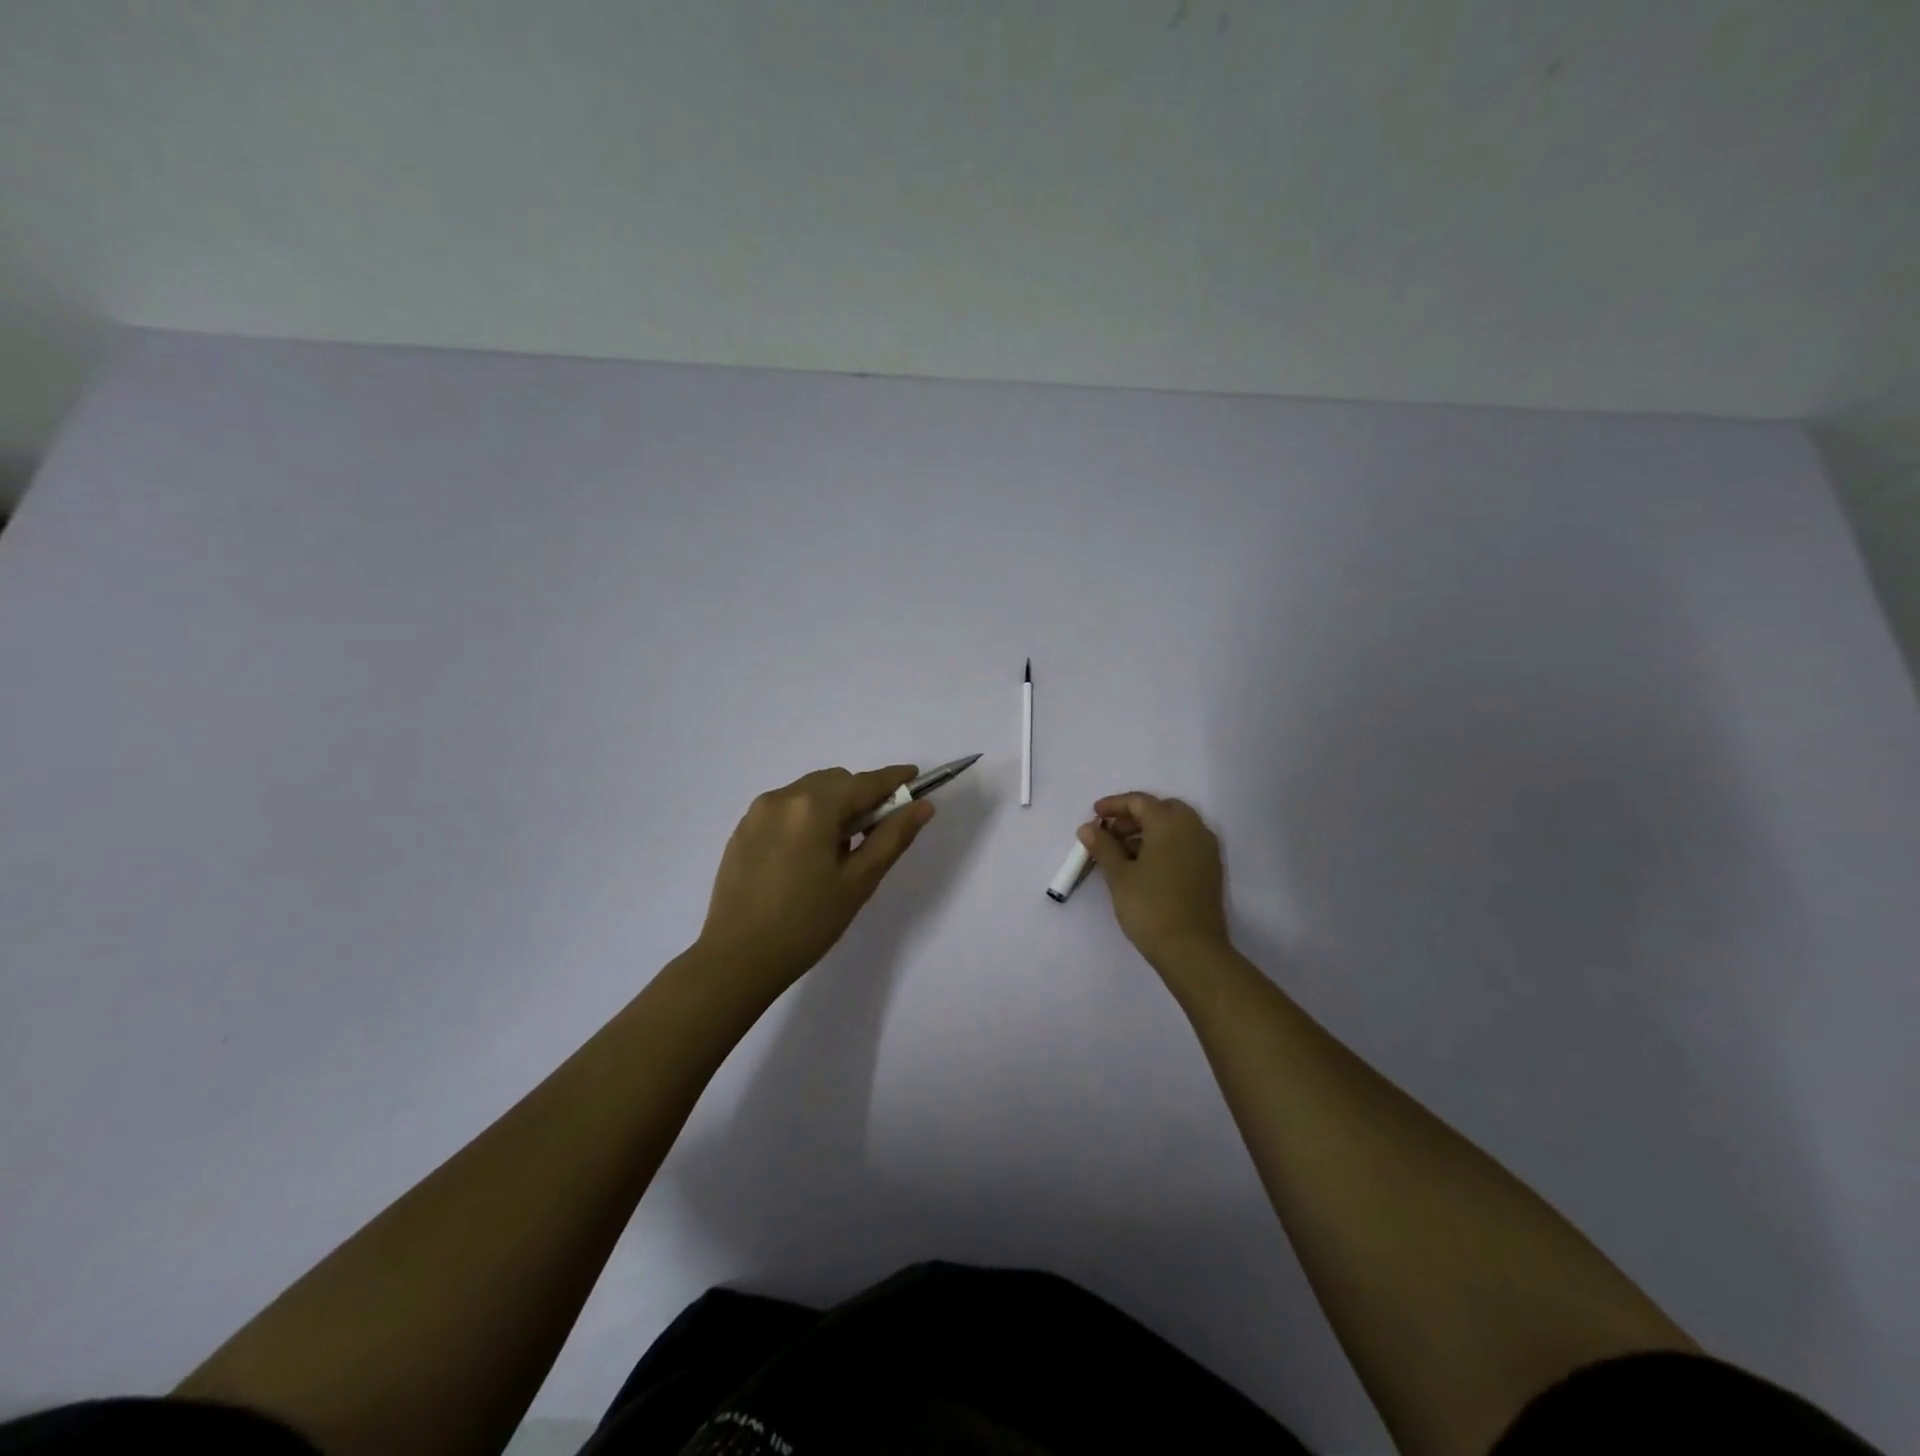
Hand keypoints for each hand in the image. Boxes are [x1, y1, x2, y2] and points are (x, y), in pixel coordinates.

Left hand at [699, 765, 933, 991]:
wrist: (737, 959)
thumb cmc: (807, 923)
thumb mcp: (858, 882)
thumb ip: (892, 837)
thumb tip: (922, 806)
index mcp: (814, 807)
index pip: (865, 782)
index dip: (894, 779)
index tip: (915, 776)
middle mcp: (783, 797)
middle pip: (835, 781)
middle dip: (861, 796)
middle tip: (875, 832)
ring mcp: (757, 812)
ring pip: (809, 791)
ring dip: (832, 805)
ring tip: (838, 849)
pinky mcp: (742, 830)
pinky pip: (785, 808)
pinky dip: (806, 816)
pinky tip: (807, 855)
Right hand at [1080, 792, 1230, 973]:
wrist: (1192, 950)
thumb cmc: (1150, 907)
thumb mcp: (1119, 875)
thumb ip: (1103, 846)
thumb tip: (1088, 828)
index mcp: (1170, 823)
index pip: (1140, 802)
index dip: (1114, 805)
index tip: (1094, 814)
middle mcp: (1193, 829)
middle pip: (1161, 810)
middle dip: (1134, 817)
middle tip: (1110, 832)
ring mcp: (1206, 850)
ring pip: (1175, 827)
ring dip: (1149, 831)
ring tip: (1122, 852)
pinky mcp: (1210, 870)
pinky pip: (1184, 844)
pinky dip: (1164, 845)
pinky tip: (1145, 866)